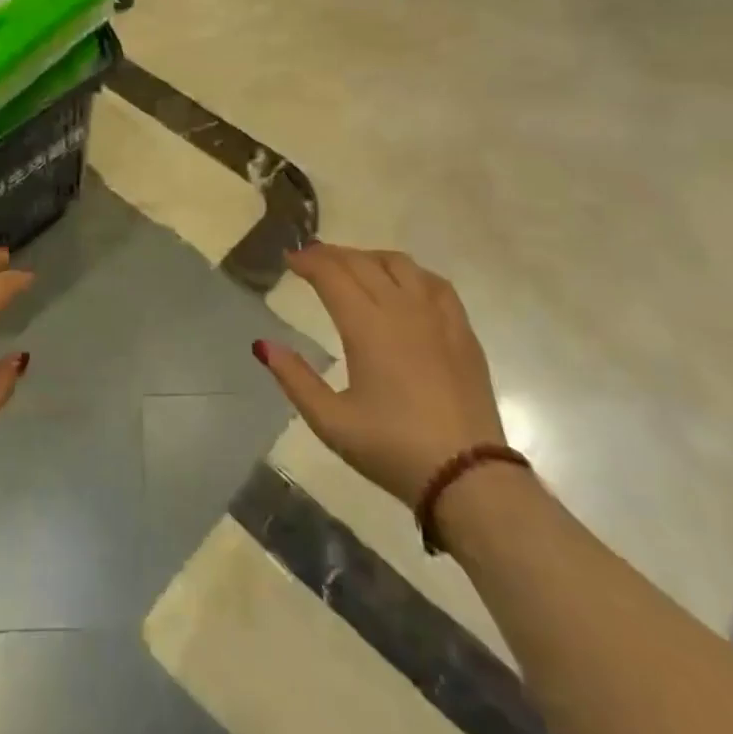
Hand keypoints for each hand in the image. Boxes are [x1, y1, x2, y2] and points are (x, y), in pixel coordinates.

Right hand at [254, 244, 504, 506]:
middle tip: (311, 259)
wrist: (469, 478)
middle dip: (331, 254)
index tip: (289, 259)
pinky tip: (404, 284)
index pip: (331, 274)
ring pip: (399, 264)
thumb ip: (295, 379)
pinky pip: (435, 283)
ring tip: (353, 267)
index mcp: (367, 327)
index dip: (307, 261)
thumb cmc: (393, 449)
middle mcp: (401, 309)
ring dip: (369, 257)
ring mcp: (437, 317)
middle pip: (361, 262)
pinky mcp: (462, 331)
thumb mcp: (332, 422)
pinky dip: (410, 273)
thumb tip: (263, 345)